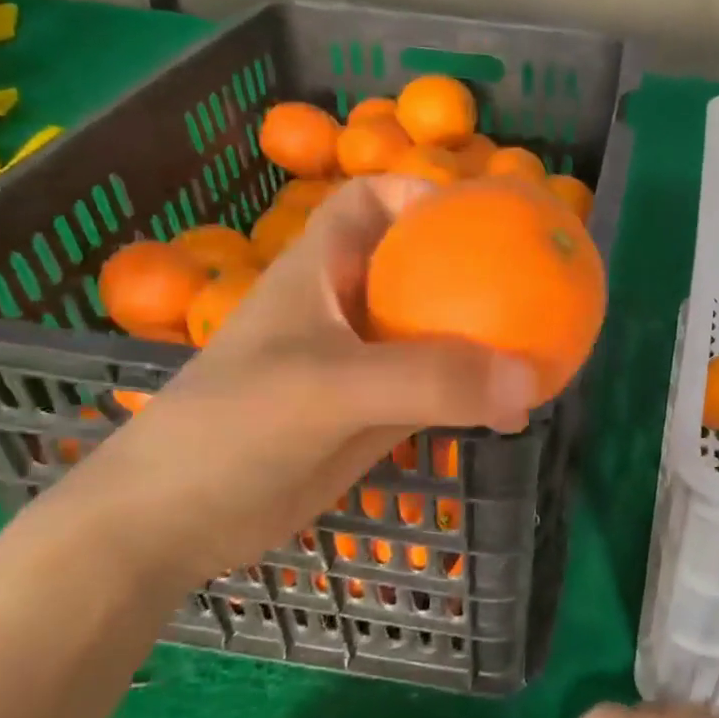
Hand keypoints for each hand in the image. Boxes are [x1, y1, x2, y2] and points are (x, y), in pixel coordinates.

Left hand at [47, 177, 537, 593]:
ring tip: (543, 346)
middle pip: (418, 267)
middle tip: (538, 282)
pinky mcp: (373, 415)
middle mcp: (345, 308)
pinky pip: (438, 391)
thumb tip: (527, 378)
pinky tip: (512, 411)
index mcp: (321, 270)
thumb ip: (426, 379)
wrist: (175, 523)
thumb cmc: (234, 427)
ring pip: (434, 333)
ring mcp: (362, 364)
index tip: (481, 218)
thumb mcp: (329, 389)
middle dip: (474, 269)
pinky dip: (475, 394)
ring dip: (482, 338)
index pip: (370, 202)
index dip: (421, 195)